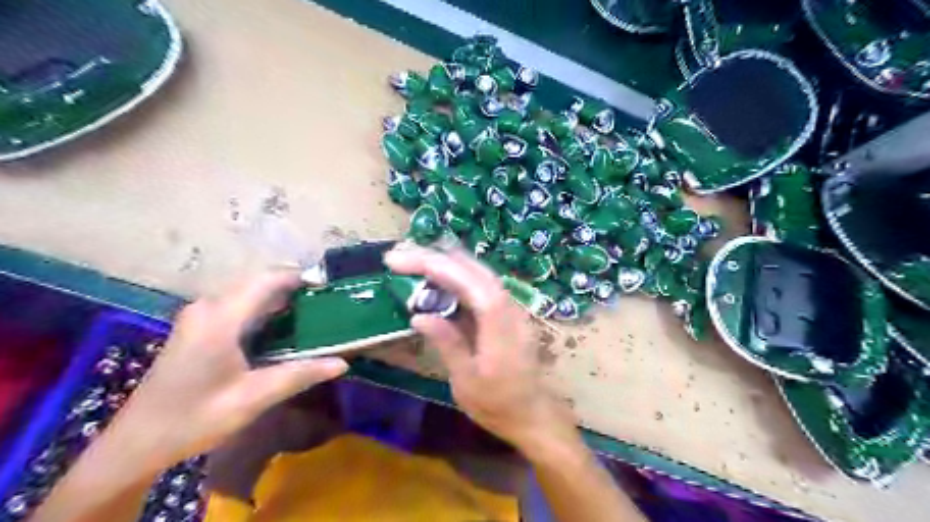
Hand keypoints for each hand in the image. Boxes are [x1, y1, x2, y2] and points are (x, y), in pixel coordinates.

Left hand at [114, 271, 345, 467]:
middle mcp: (208, 307)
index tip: (330, 286)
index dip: (300, 277)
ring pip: (248, 291)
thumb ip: (299, 375)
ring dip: (279, 296)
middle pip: (258, 281)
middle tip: (327, 302)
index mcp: (221, 319)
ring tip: (312, 311)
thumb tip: (342, 363)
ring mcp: (199, 315)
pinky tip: (282, 325)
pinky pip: (237, 303)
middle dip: (293, 286)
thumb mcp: (253, 398)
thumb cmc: (195, 419)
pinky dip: (263, 307)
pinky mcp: (197, 326)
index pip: (267, 280)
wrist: (137, 442)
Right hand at [383, 244, 573, 451]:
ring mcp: (510, 307)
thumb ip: (447, 344)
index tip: (399, 261)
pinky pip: (480, 284)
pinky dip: (456, 276)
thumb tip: (419, 316)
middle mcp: (508, 306)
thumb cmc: (499, 404)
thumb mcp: (467, 381)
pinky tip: (438, 280)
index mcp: (499, 323)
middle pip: (472, 268)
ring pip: (477, 272)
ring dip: (445, 263)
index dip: (434, 265)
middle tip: (399, 258)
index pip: (467, 281)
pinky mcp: (506, 312)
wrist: (533, 414)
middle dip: (434, 257)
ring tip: (413, 262)